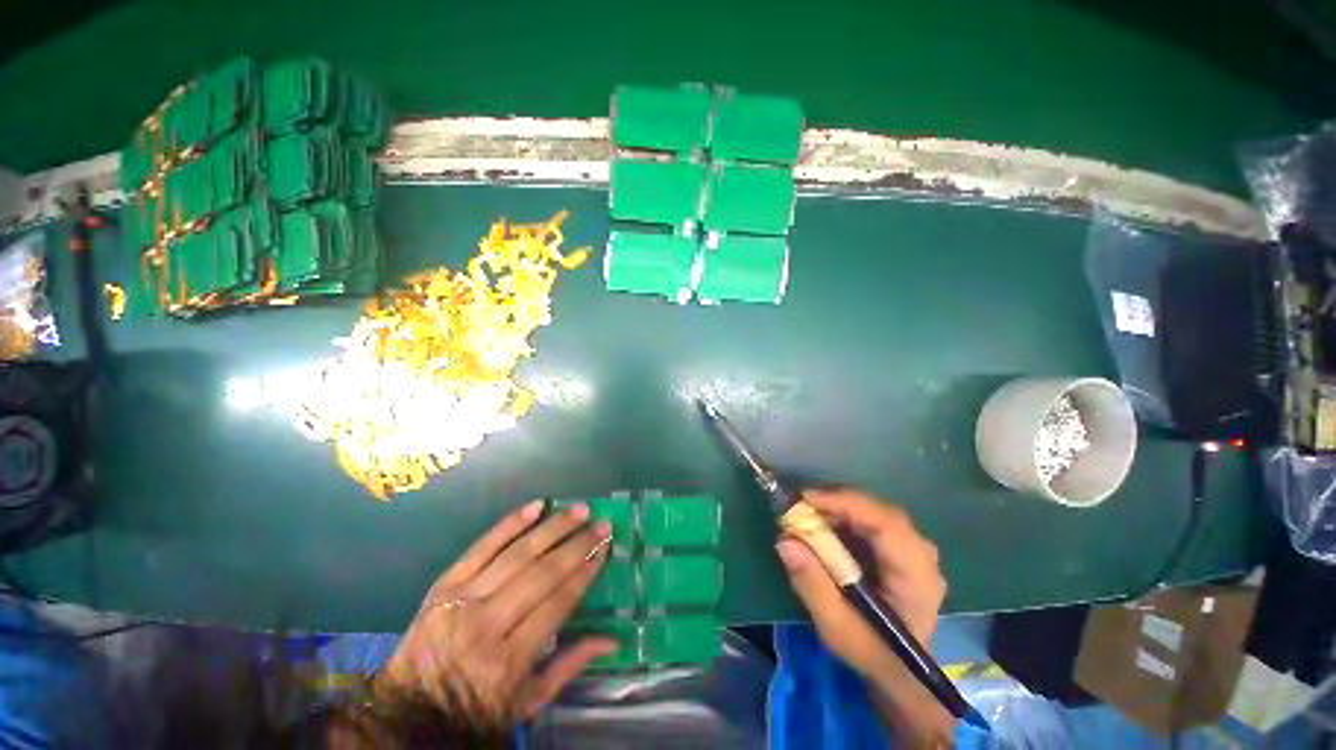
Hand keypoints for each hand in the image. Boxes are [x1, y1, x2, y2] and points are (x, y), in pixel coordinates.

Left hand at [375, 500, 614, 723]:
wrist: (407, 711)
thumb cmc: (474, 710)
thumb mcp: (526, 703)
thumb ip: (570, 666)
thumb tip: (614, 639)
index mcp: (508, 661)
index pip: (557, 604)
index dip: (584, 573)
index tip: (604, 548)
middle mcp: (486, 625)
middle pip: (541, 575)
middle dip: (577, 545)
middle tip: (601, 524)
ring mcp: (462, 600)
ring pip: (516, 555)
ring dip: (552, 528)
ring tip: (579, 510)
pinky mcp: (444, 584)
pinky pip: (481, 546)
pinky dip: (510, 524)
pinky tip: (536, 506)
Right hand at [775, 489, 954, 743]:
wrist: (899, 672)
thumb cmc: (870, 652)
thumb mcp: (835, 626)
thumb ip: (811, 584)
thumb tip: (785, 541)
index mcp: (916, 577)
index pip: (886, 525)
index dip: (846, 504)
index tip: (806, 499)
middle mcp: (922, 555)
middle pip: (880, 512)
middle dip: (837, 503)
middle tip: (800, 506)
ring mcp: (915, 550)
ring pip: (875, 512)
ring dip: (839, 508)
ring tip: (807, 515)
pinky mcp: (901, 549)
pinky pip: (872, 521)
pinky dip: (845, 517)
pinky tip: (824, 526)